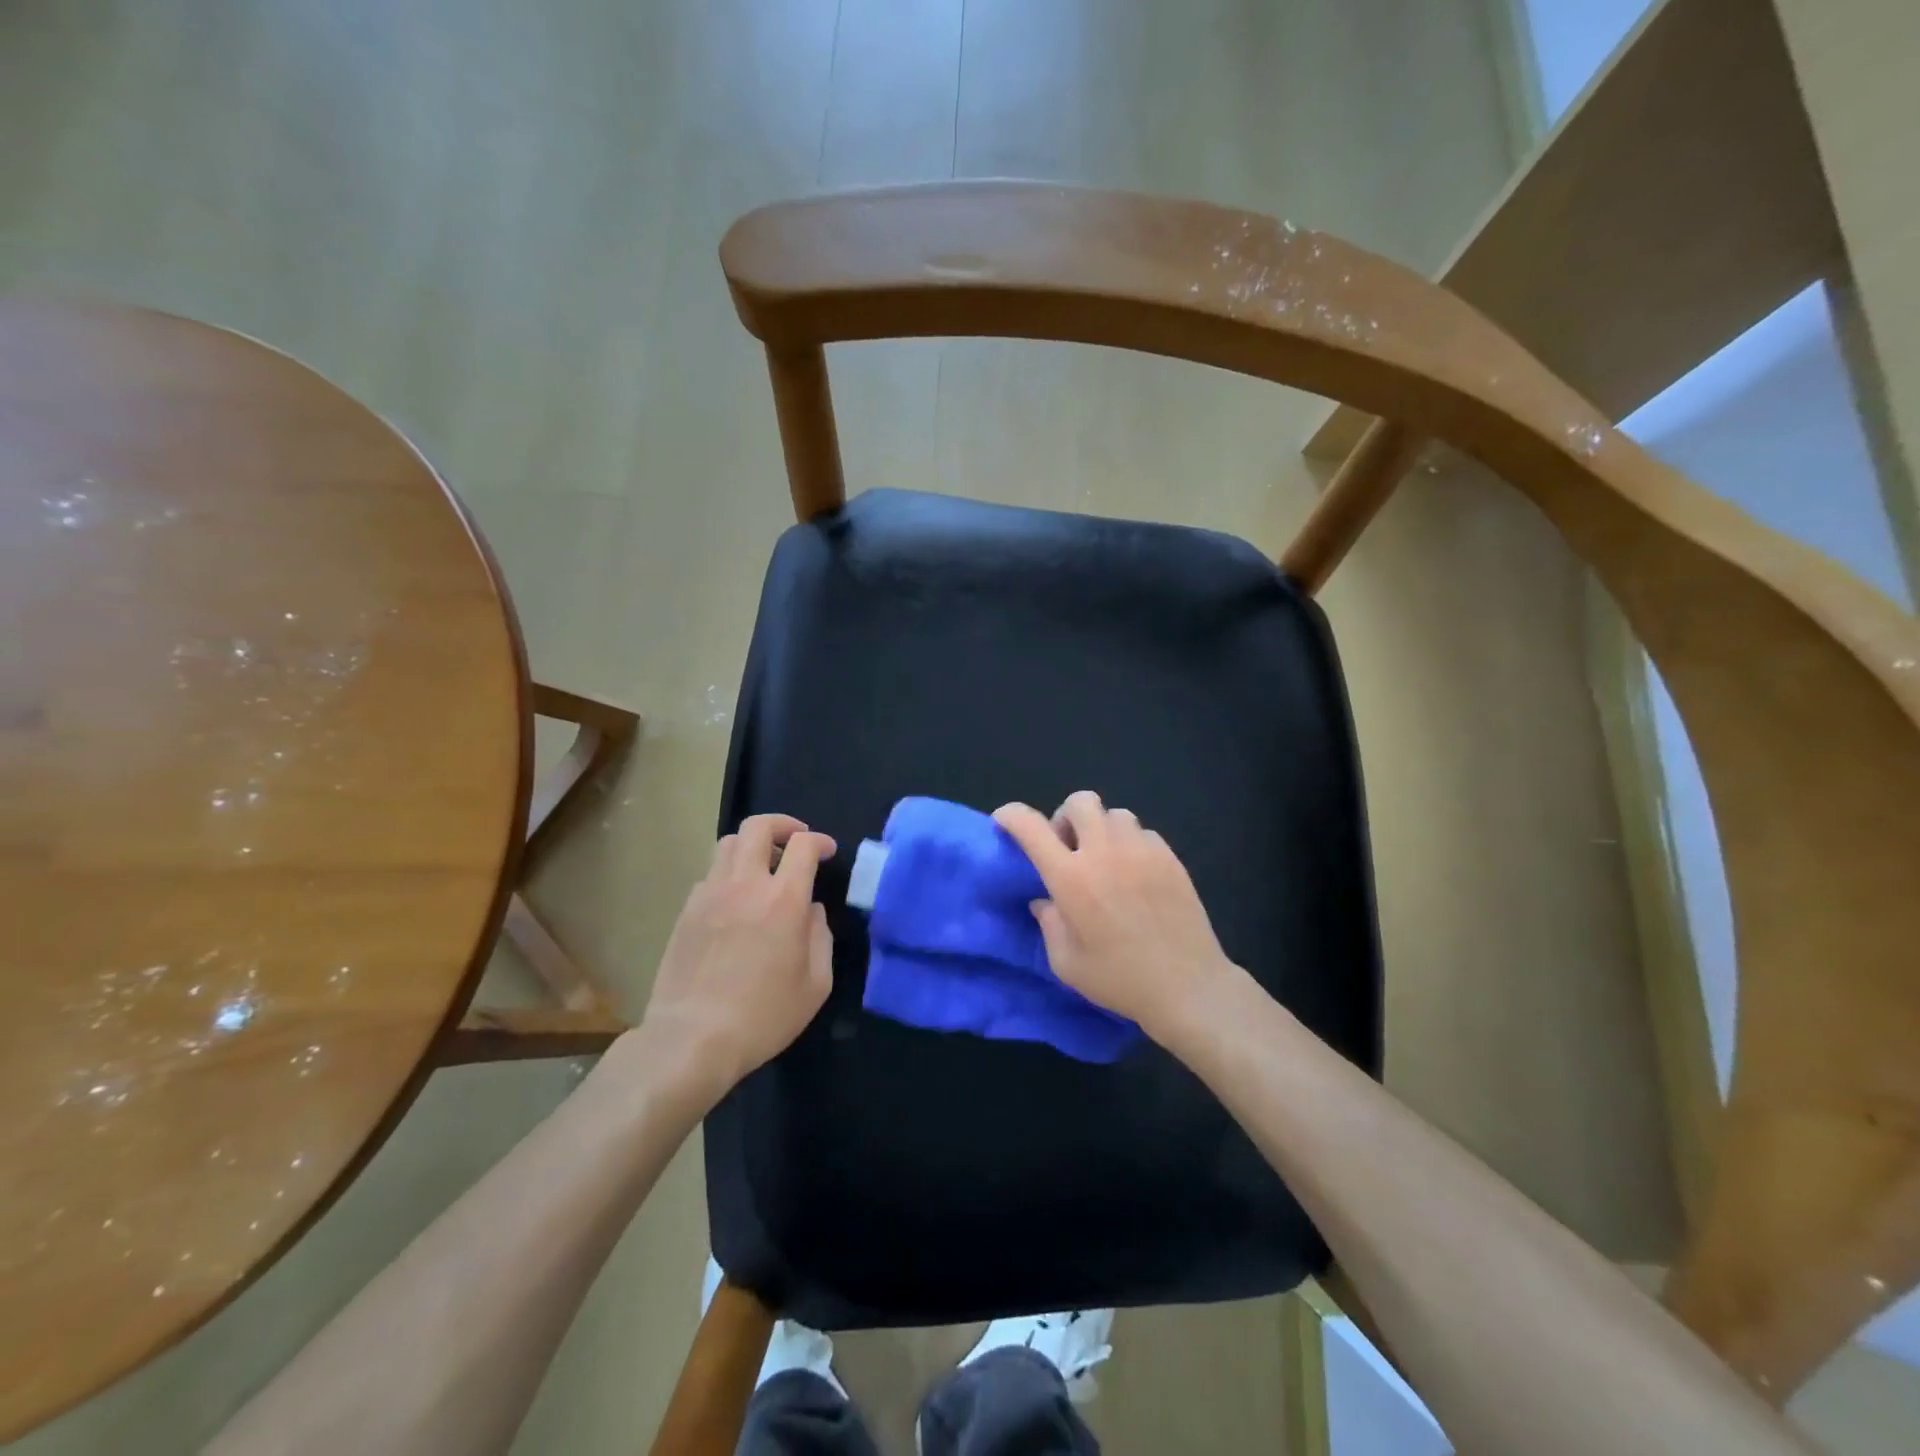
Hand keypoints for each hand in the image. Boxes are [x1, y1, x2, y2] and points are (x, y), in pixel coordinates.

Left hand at [637, 814, 836, 1106]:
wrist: (692, 1038)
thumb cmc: (764, 1016)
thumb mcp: (815, 985)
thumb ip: (820, 937)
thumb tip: (812, 911)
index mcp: (784, 899)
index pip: (802, 845)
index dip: (819, 841)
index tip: (827, 852)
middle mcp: (745, 884)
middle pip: (758, 826)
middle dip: (782, 824)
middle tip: (795, 840)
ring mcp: (710, 894)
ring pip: (728, 843)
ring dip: (752, 845)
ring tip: (764, 866)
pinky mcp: (686, 911)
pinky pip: (710, 874)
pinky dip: (729, 874)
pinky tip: (736, 900)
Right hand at [994, 791, 1240, 1044]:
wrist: (1188, 986)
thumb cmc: (1120, 979)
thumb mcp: (1066, 962)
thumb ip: (1049, 923)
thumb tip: (1045, 901)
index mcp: (1071, 878)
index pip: (1031, 827)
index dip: (1011, 815)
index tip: (1004, 821)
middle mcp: (1104, 853)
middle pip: (1080, 801)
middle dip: (1066, 817)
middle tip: (1069, 848)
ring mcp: (1141, 851)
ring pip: (1115, 814)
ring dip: (1101, 830)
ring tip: (1106, 860)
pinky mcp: (1169, 857)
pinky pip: (1143, 832)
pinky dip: (1131, 844)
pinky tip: (1135, 874)